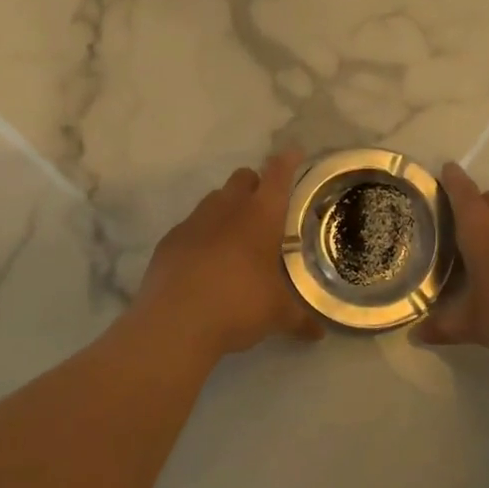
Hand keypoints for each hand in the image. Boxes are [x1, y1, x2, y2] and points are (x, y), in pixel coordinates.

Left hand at [129, 150, 325, 364]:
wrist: (175, 323)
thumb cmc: (238, 305)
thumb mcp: (277, 315)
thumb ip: (299, 319)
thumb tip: (319, 334)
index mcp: (261, 215)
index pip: (278, 174)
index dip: (287, 161)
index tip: (294, 152)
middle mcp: (228, 208)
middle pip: (243, 178)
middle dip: (255, 185)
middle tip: (265, 210)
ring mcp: (194, 221)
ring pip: (214, 199)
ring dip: (227, 209)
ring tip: (235, 239)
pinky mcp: (170, 240)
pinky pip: (191, 227)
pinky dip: (201, 236)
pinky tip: (204, 263)